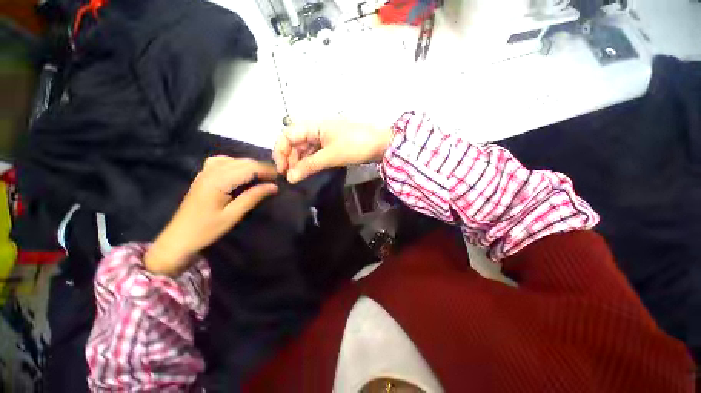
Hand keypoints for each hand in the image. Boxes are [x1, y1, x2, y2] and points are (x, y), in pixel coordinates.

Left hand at [145, 157, 277, 275]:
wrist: (179, 237)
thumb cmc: (207, 229)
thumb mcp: (233, 214)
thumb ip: (253, 197)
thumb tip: (274, 187)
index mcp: (218, 181)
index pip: (249, 168)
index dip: (266, 171)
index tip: (279, 178)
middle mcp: (211, 171)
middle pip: (242, 162)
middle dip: (261, 167)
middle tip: (274, 179)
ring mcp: (205, 172)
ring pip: (234, 160)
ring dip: (250, 165)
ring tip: (261, 176)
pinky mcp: (203, 176)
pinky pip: (222, 161)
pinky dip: (236, 164)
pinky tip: (240, 172)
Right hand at [272, 119, 392, 183]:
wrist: (381, 143)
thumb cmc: (355, 145)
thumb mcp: (331, 156)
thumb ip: (309, 166)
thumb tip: (290, 178)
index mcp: (313, 125)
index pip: (287, 134)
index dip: (280, 151)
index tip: (282, 170)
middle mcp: (315, 128)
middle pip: (295, 141)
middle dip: (290, 157)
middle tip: (290, 176)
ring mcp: (324, 136)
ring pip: (305, 147)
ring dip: (299, 161)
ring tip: (298, 176)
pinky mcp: (331, 144)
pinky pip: (315, 152)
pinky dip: (310, 161)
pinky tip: (308, 170)